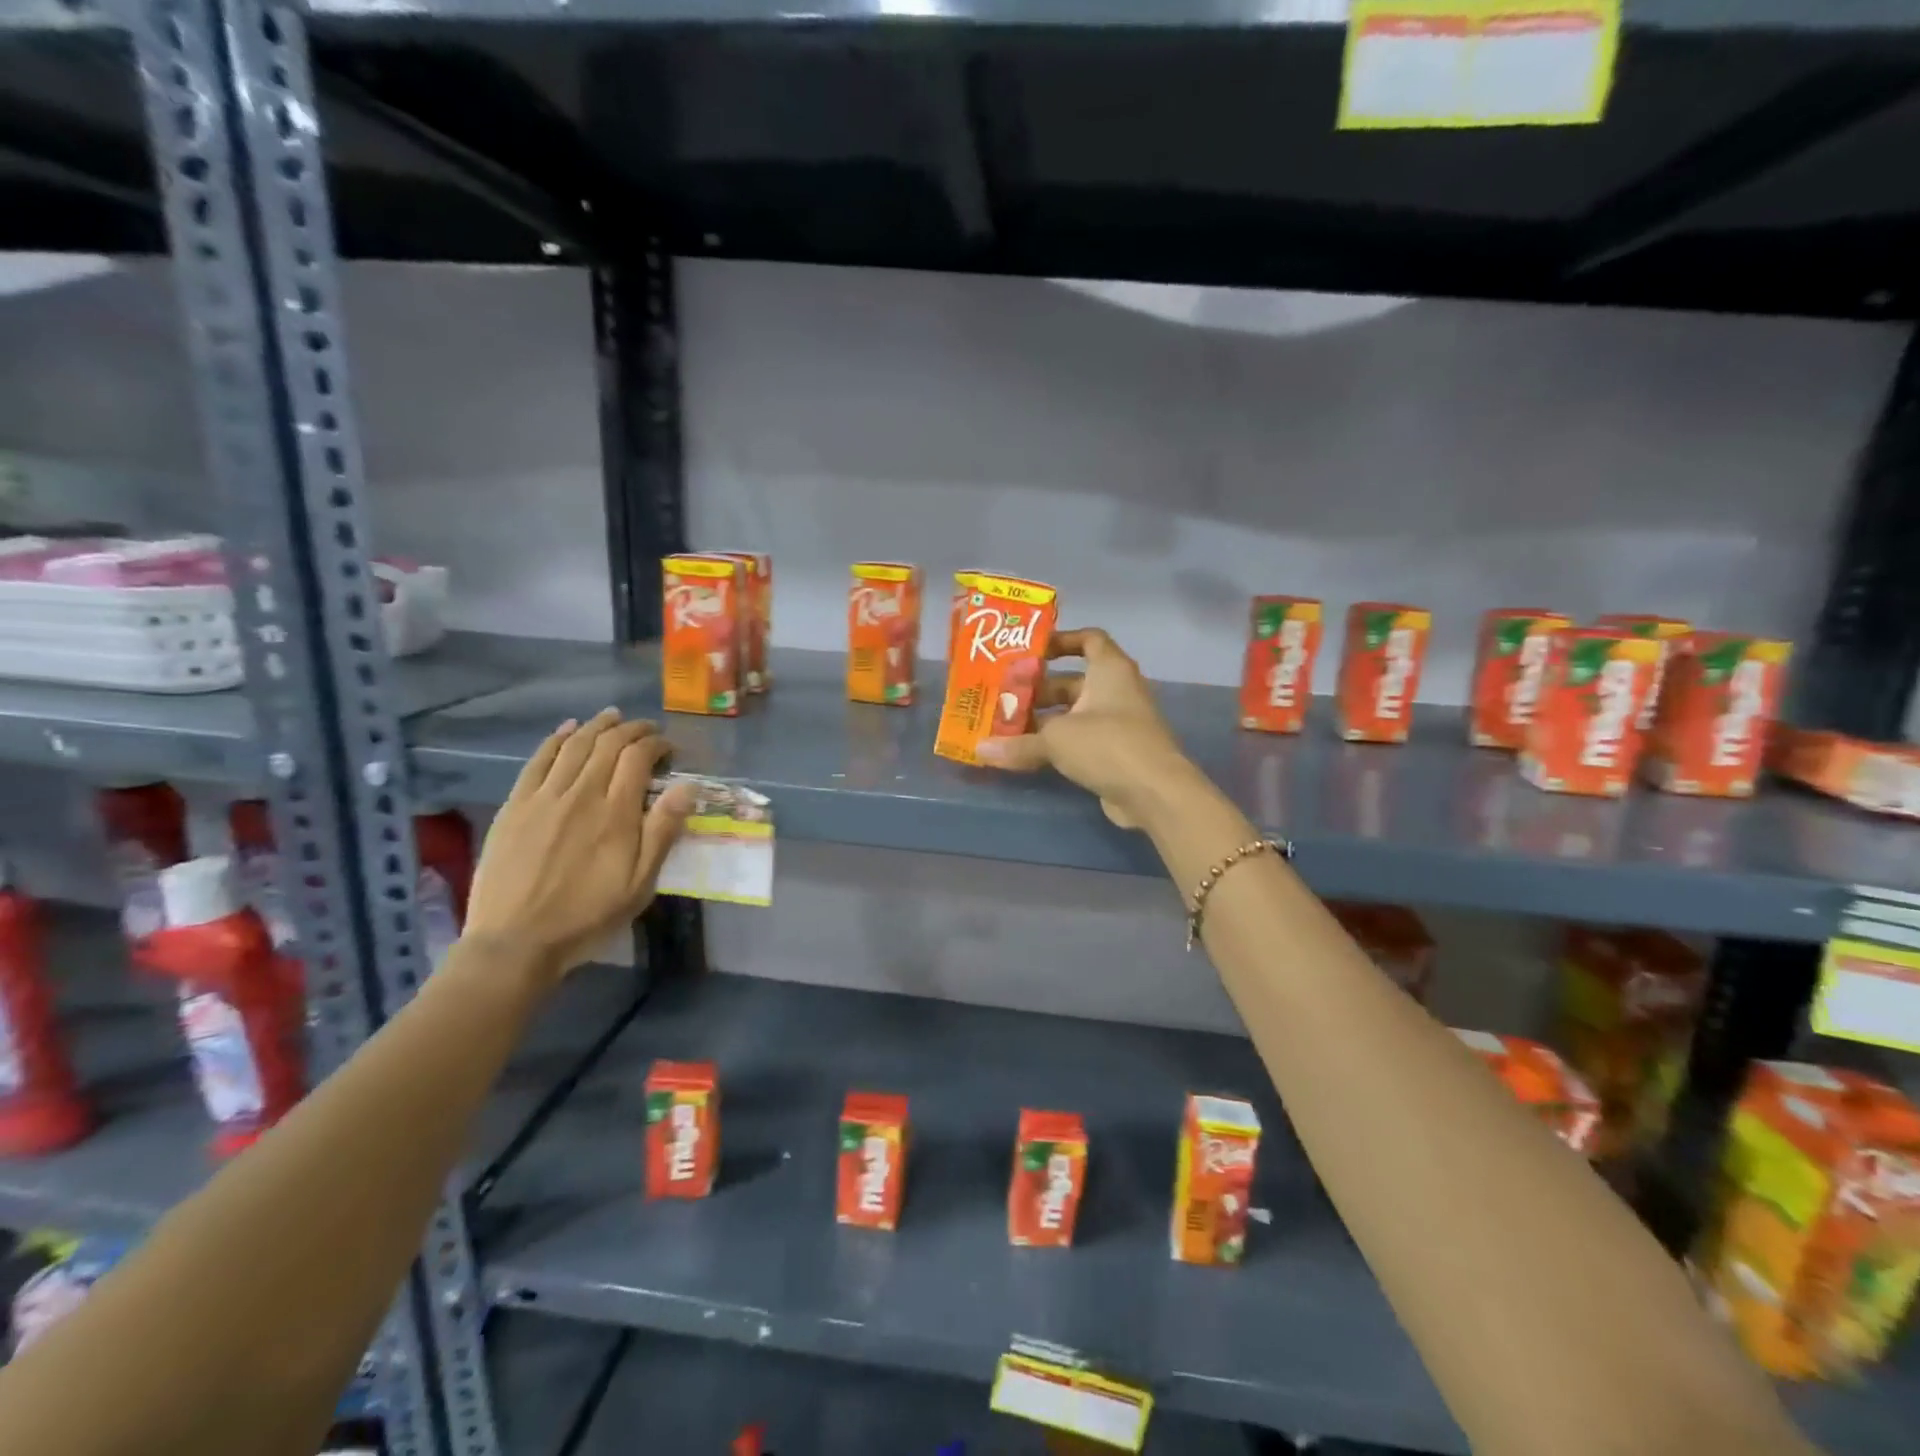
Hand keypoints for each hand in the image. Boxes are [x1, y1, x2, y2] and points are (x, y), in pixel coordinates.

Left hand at [464, 709, 695, 979]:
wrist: (516, 941)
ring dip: (597, 726)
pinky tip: (567, 730)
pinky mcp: (516, 806)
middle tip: (646, 729)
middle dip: (631, 730)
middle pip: (608, 745)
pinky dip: (555, 739)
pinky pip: (538, 760)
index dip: (656, 745)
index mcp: (616, 813)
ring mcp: (544, 797)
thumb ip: (663, 832)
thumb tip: (688, 787)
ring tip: (612, 717)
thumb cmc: (588, 916)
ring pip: (574, 746)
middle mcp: (581, 794)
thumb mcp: (640, 884)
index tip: (668, 749)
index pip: (638, 758)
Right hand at [975, 628, 1189, 827]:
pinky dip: (1057, 744)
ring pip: (1074, 714)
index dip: (1061, 641)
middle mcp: (1116, 690)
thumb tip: (979, 750)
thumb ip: (1017, 743)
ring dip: (1044, 720)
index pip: (1089, 639)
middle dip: (1038, 690)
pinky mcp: (1116, 752)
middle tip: (1002, 698)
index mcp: (1109, 670)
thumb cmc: (1107, 744)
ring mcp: (1119, 723)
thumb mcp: (1056, 739)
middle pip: (1073, 681)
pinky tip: (1026, 753)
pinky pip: (1080, 740)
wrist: (1155, 792)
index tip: (1030, 652)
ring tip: (1005, 727)